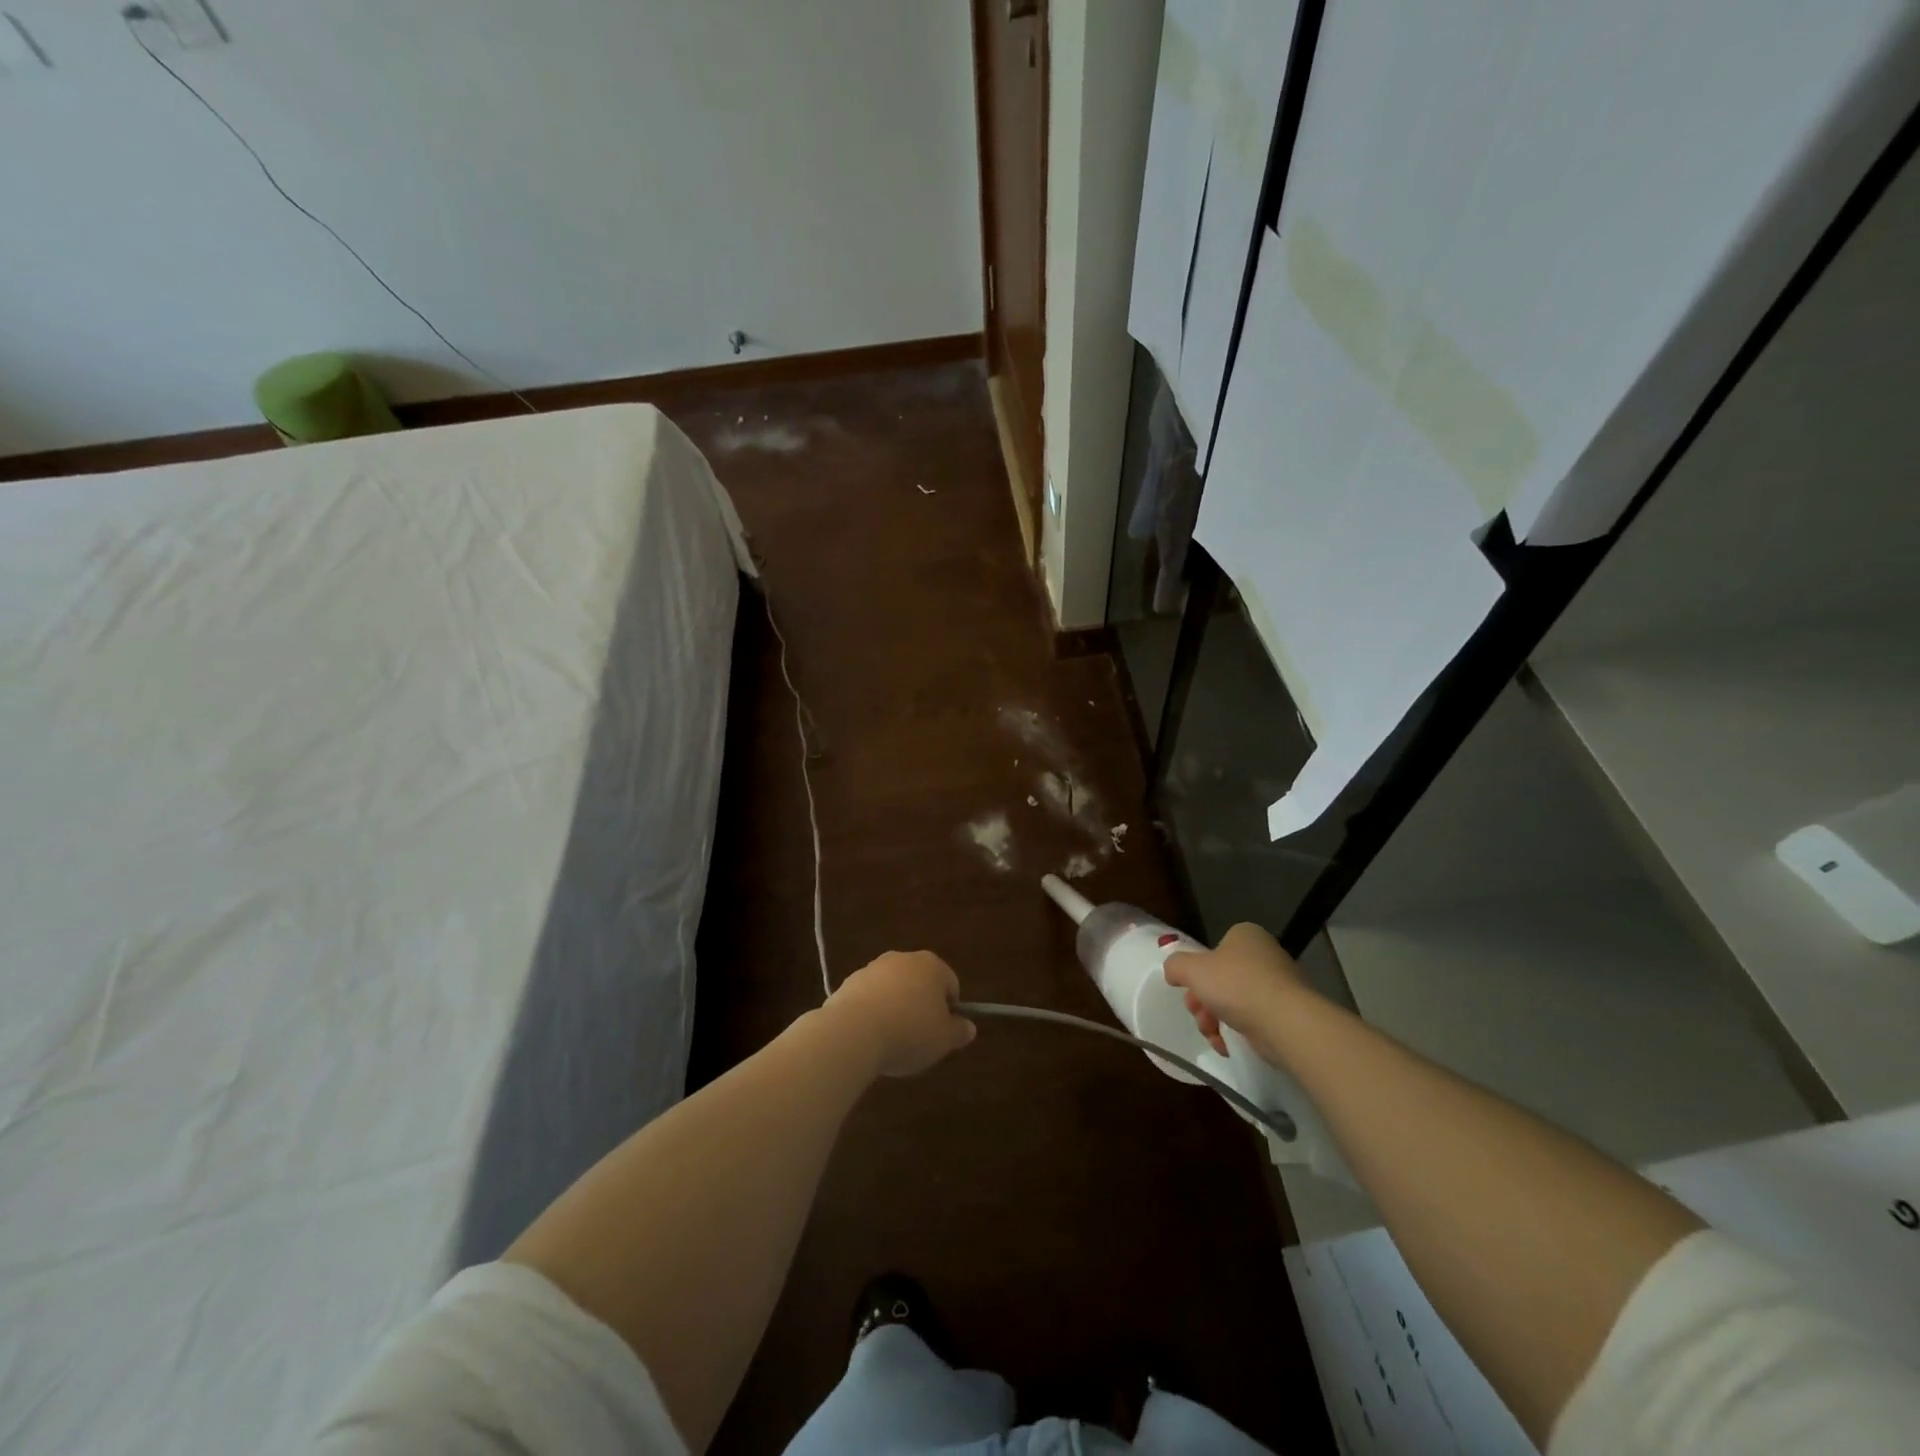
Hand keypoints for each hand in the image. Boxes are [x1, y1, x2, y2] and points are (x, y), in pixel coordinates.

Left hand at [825, 950, 975, 1077]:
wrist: (852, 1032)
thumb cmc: (909, 1032)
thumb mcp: (943, 1040)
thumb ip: (959, 1031)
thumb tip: (969, 1027)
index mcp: (931, 965)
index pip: (950, 984)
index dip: (950, 1010)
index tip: (942, 1034)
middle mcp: (903, 958)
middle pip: (920, 983)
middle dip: (921, 1007)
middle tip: (919, 1038)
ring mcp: (873, 968)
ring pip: (893, 989)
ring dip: (895, 1009)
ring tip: (891, 1040)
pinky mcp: (849, 983)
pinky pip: (869, 999)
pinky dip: (872, 1013)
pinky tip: (869, 1036)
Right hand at [1163, 922, 1304, 1062]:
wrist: (1285, 1022)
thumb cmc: (1236, 985)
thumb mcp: (1192, 969)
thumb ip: (1176, 966)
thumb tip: (1174, 972)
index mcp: (1245, 936)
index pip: (1214, 951)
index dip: (1197, 973)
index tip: (1190, 991)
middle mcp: (1265, 955)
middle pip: (1221, 980)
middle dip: (1203, 1002)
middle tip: (1198, 1015)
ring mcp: (1278, 986)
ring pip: (1234, 1003)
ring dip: (1215, 1021)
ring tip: (1212, 1034)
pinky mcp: (1286, 1014)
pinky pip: (1252, 1022)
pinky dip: (1236, 1034)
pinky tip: (1227, 1045)